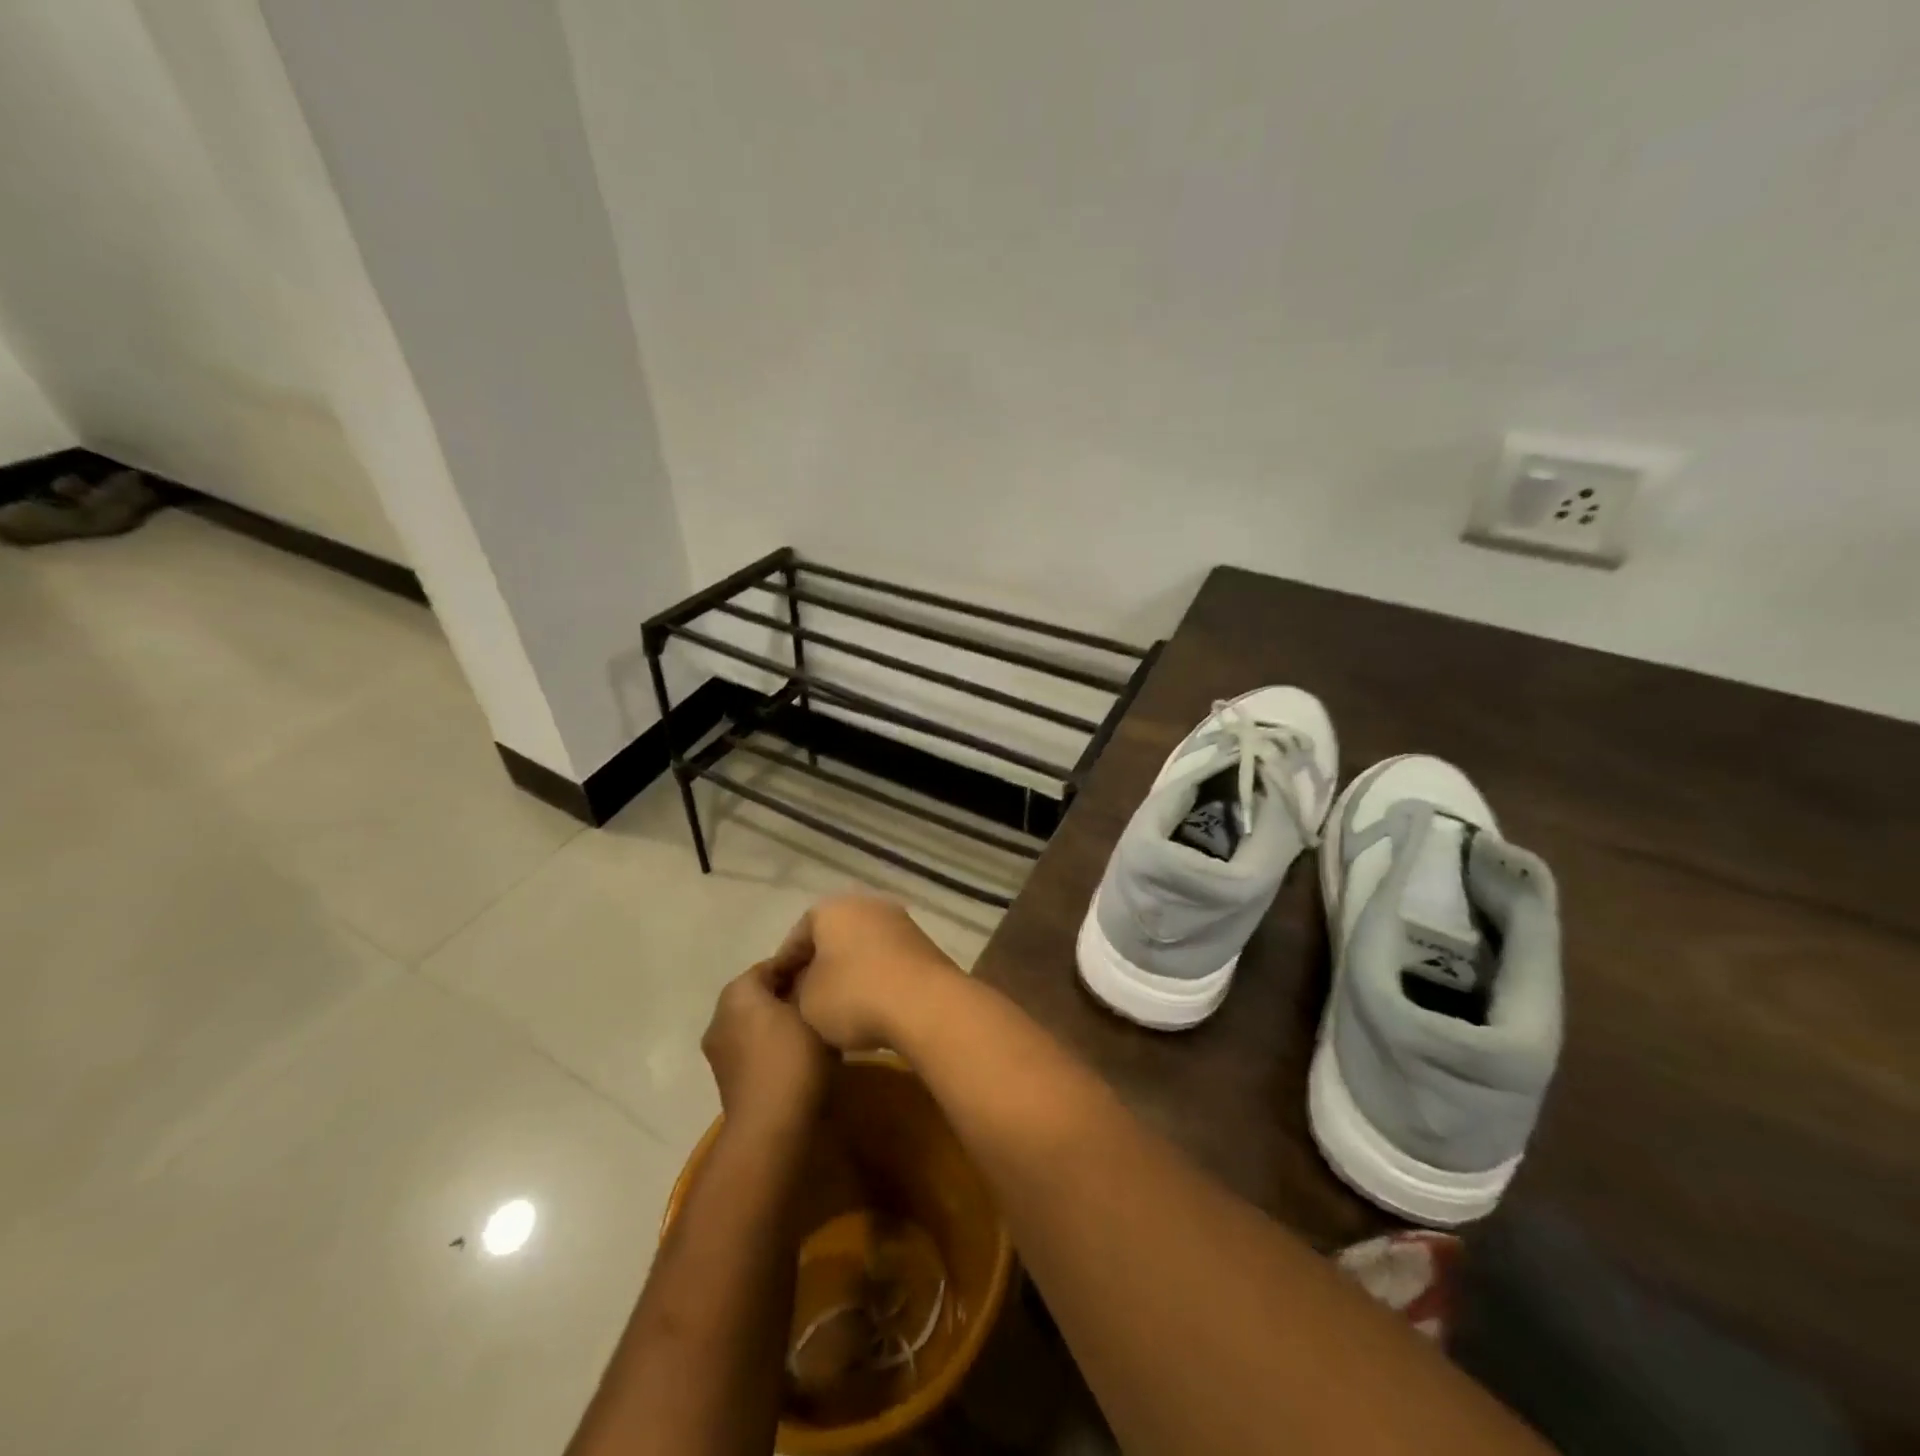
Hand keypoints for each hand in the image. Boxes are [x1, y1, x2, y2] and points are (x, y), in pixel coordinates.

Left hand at [701, 955, 830, 1134]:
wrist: (770, 1128)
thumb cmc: (793, 1059)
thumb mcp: (811, 1011)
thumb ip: (808, 985)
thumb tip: (810, 972)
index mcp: (737, 992)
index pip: (772, 964)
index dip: (800, 962)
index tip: (826, 965)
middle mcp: (720, 1016)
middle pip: (759, 992)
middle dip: (789, 991)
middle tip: (823, 993)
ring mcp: (720, 1050)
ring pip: (755, 1020)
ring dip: (780, 1018)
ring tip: (815, 1021)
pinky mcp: (727, 1077)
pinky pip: (753, 1045)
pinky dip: (773, 1041)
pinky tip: (800, 1049)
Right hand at [766, 893, 961, 1052]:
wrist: (926, 1003)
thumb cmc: (854, 996)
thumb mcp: (807, 1001)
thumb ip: (798, 989)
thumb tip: (806, 986)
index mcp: (830, 908)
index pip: (797, 937)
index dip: (784, 968)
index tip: (779, 996)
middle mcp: (866, 903)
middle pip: (832, 938)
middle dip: (819, 967)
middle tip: (808, 1001)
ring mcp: (899, 921)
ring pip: (861, 947)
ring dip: (850, 972)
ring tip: (840, 1008)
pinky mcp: (923, 943)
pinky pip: (887, 959)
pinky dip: (876, 977)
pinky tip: (872, 1005)